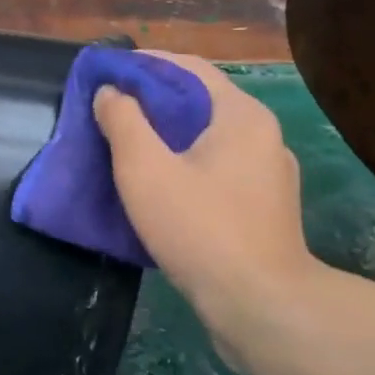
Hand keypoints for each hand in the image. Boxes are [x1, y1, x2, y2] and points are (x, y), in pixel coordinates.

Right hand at [93, 53, 324, 355]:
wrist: (262, 310)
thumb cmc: (201, 229)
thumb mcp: (145, 169)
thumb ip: (123, 120)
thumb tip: (112, 92)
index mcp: (241, 115)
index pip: (189, 68)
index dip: (144, 64)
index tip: (107, 72)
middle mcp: (262, 136)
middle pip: (199, 101)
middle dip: (151, 100)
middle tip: (108, 108)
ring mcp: (267, 174)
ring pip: (206, 138)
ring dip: (165, 135)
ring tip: (125, 144)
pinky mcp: (263, 208)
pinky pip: (216, 169)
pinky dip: (183, 164)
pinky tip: (156, 184)